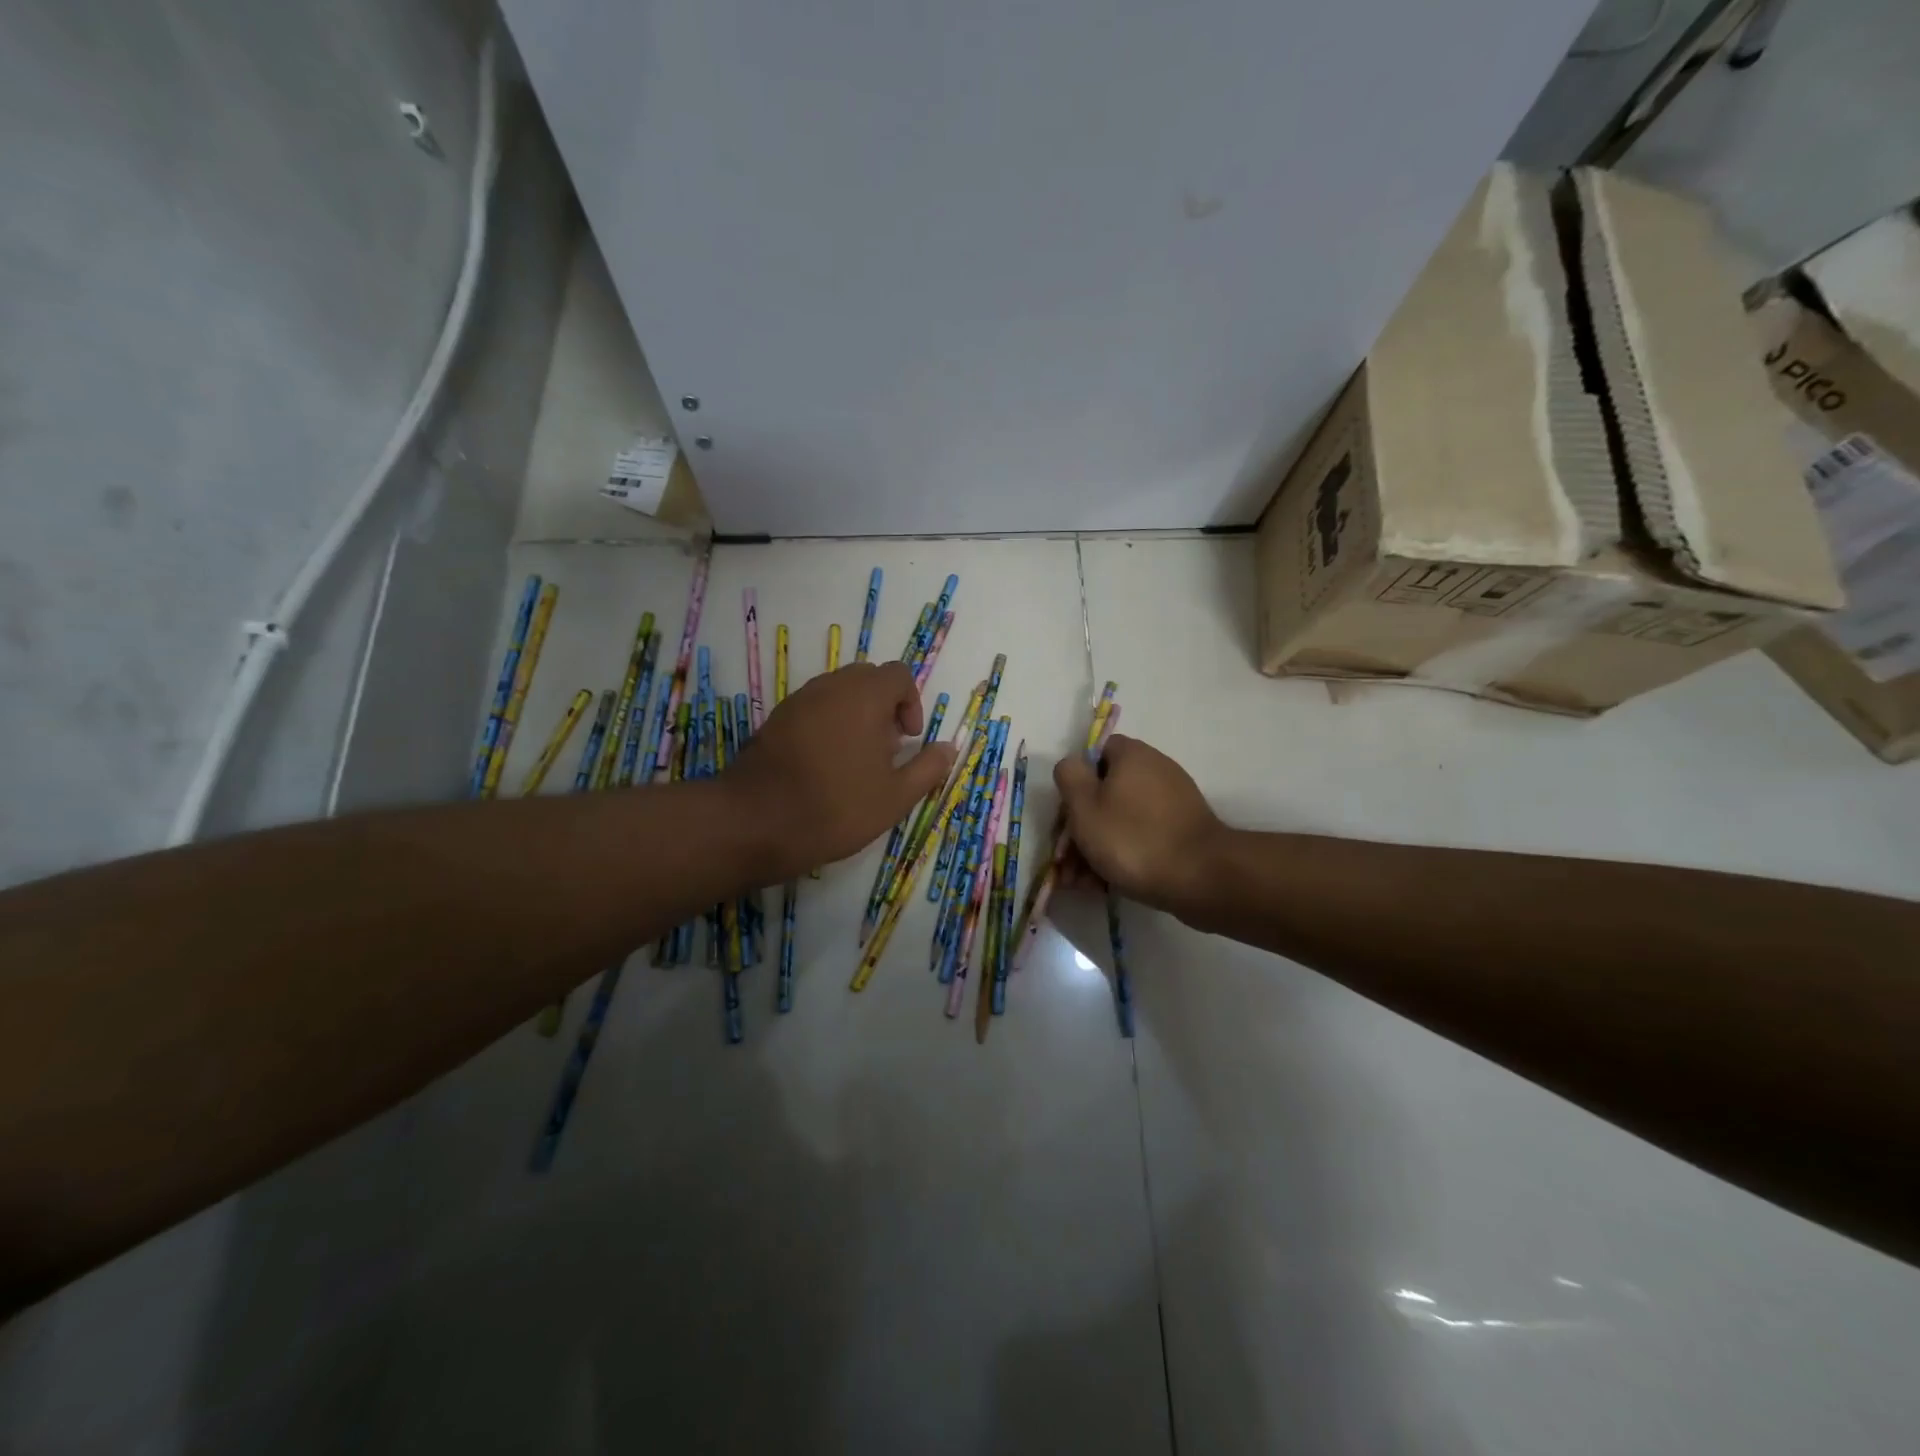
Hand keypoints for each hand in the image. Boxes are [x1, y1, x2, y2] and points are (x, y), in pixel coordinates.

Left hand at [726, 661, 956, 878]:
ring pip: (838, 692)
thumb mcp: (895, 797)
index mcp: (864, 697)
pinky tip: (825, 765)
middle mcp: (830, 687)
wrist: (755, 822)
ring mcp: (798, 701)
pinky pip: (813, 708)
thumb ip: (928, 768)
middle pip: (867, 678)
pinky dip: (828, 724)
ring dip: (856, 714)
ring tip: (856, 759)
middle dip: (884, 706)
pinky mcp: (775, 720)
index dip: (911, 703)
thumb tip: (948, 748)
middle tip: (886, 748)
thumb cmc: (836, 808)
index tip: (908, 739)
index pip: (898, 675)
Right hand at [1054, 735, 1222, 914]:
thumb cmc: (1132, 838)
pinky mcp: (1182, 831)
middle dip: (1081, 827)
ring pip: (1121, 819)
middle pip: (1106, 792)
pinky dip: (1122, 855)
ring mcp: (1173, 802)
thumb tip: (1073, 765)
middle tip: (1066, 861)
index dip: (1077, 781)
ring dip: (1097, 848)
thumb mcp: (1084, 805)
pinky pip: (1142, 836)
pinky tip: (1104, 885)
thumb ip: (1070, 777)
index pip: (1096, 753)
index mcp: (1132, 756)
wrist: (1202, 878)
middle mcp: (1155, 770)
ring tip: (1081, 883)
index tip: (1067, 813)